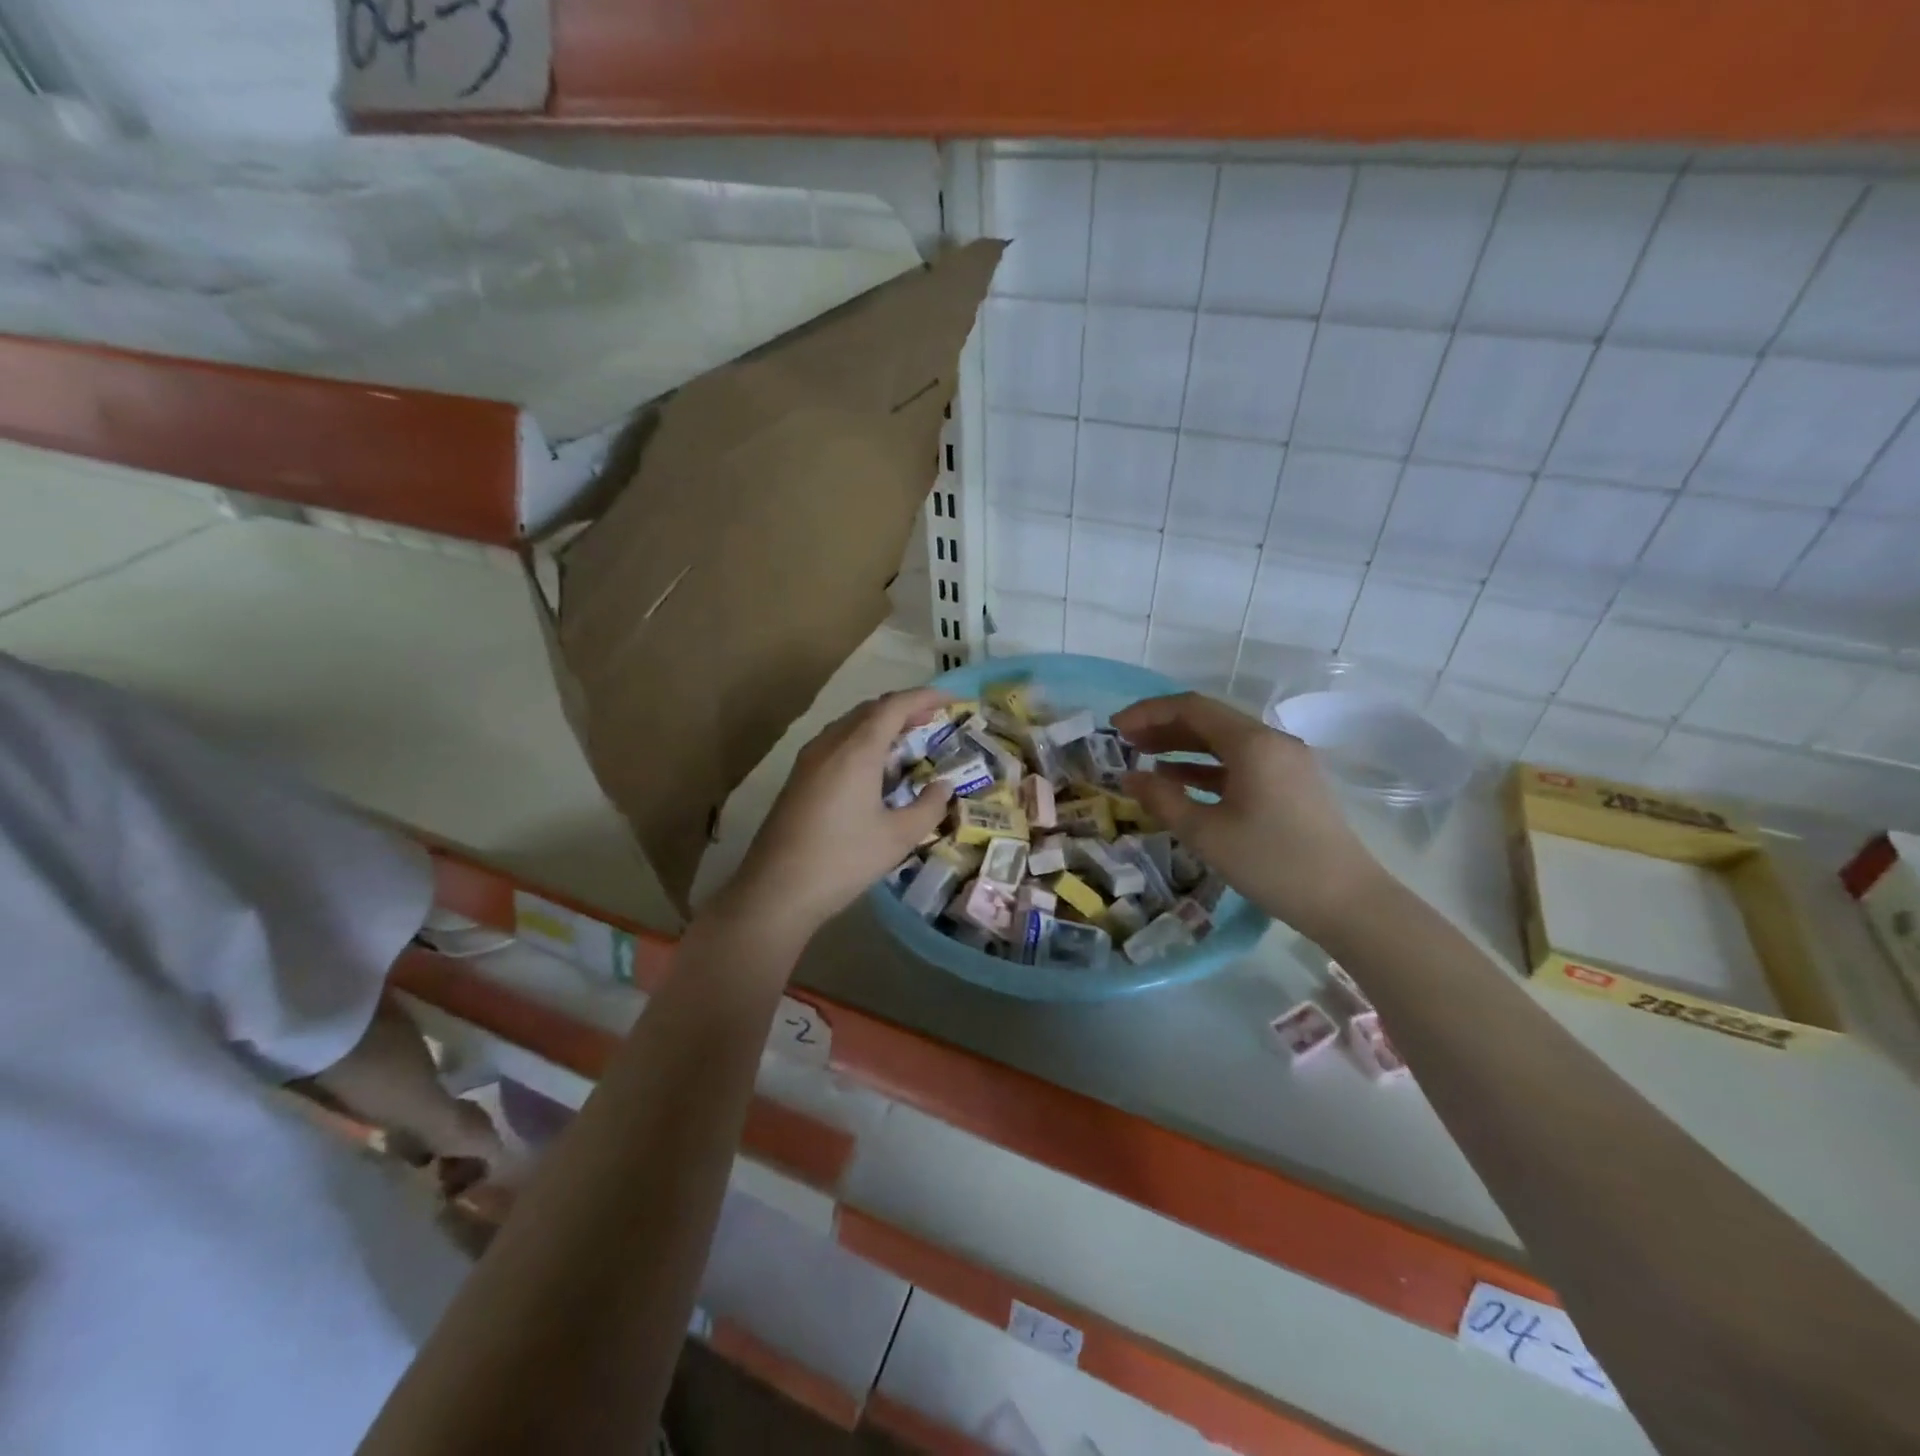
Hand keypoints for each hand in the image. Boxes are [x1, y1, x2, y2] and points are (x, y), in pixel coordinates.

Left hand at [721, 688, 955, 938]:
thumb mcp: (898, 837)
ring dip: (881, 724)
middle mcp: (830, 745)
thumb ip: (928, 807)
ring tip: (908, 739)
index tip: (952, 698)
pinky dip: (862, 741)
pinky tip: (874, 768)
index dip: (925, 697)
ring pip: (850, 725)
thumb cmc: (843, 860)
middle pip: (870, 709)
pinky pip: (836, 743)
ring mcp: (809, 760)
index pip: (895, 706)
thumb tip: (944, 787)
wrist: (776, 891)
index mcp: (857, 751)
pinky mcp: (798, 778)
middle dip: (904, 708)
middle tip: (933, 718)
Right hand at [1113, 692, 1386, 940]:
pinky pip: (1241, 763)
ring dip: (1183, 746)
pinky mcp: (1291, 785)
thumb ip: (1163, 799)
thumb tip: (1129, 777)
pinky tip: (1180, 780)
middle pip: (1209, 720)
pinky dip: (1206, 767)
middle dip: (1163, 726)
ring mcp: (1286, 763)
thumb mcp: (1206, 833)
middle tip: (1124, 742)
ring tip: (1144, 758)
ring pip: (1224, 742)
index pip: (1192, 707)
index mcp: (1252, 743)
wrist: (1347, 902)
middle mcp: (1271, 742)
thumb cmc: (1272, 863)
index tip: (1115, 727)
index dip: (1149, 712)